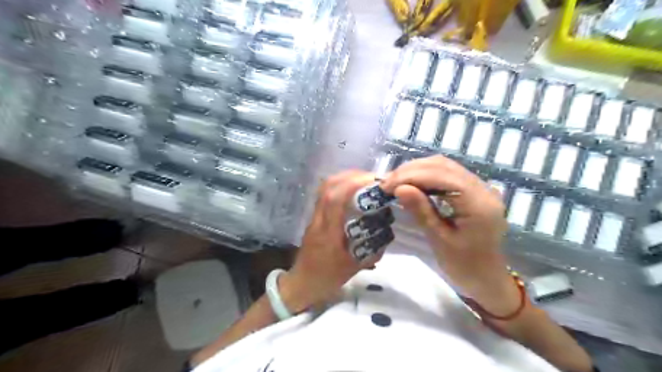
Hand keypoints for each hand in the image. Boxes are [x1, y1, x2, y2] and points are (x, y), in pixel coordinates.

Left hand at [278, 170, 382, 310]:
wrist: (301, 283)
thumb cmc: (327, 278)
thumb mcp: (353, 268)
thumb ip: (371, 250)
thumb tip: (387, 232)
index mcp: (328, 233)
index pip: (335, 200)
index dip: (353, 184)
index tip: (372, 180)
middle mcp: (319, 220)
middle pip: (328, 187)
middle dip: (350, 176)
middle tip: (372, 178)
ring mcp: (314, 217)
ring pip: (324, 188)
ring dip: (344, 178)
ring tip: (364, 180)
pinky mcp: (314, 217)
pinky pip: (325, 194)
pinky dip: (339, 186)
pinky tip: (352, 190)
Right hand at [381, 155, 519, 311]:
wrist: (486, 276)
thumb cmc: (463, 265)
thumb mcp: (439, 240)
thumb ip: (421, 211)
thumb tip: (399, 188)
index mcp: (478, 204)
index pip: (441, 176)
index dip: (411, 176)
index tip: (386, 186)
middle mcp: (483, 188)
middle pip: (442, 166)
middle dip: (411, 171)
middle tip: (386, 183)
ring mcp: (480, 186)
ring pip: (443, 165)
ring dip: (416, 170)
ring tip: (394, 181)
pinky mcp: (473, 189)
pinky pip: (447, 173)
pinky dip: (425, 174)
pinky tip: (410, 182)